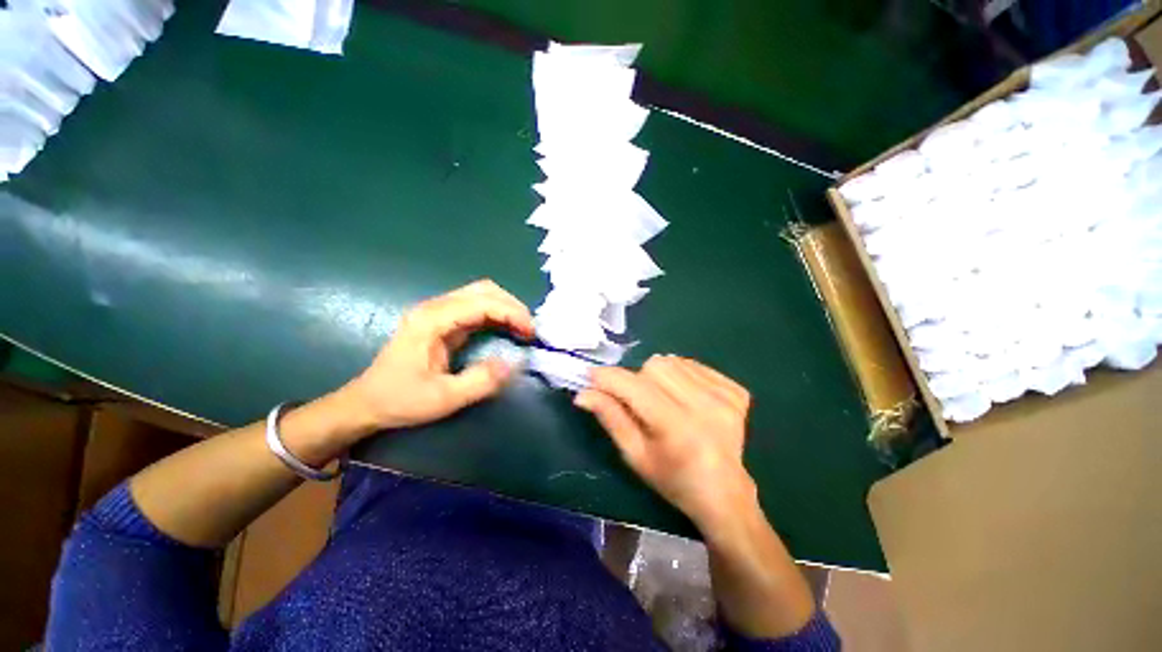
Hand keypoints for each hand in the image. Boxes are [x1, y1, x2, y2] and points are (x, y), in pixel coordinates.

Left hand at [341, 279, 533, 432]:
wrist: (366, 403)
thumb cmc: (400, 400)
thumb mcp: (443, 398)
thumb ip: (481, 381)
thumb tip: (515, 363)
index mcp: (432, 320)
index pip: (481, 303)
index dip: (511, 313)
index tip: (531, 333)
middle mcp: (435, 308)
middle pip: (484, 290)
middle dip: (512, 306)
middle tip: (529, 330)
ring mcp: (438, 312)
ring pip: (481, 294)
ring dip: (507, 308)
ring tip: (523, 329)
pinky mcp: (442, 320)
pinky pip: (476, 307)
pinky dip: (497, 314)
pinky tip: (507, 329)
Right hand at [575, 355, 757, 529]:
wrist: (724, 493)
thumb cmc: (673, 480)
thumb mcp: (635, 455)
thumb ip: (611, 418)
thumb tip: (583, 393)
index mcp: (678, 428)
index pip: (636, 387)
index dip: (610, 377)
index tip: (591, 375)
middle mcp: (706, 407)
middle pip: (655, 365)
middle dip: (638, 379)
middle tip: (640, 401)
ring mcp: (726, 397)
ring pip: (674, 361)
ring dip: (660, 376)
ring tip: (664, 399)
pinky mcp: (737, 391)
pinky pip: (695, 365)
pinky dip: (682, 375)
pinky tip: (686, 398)